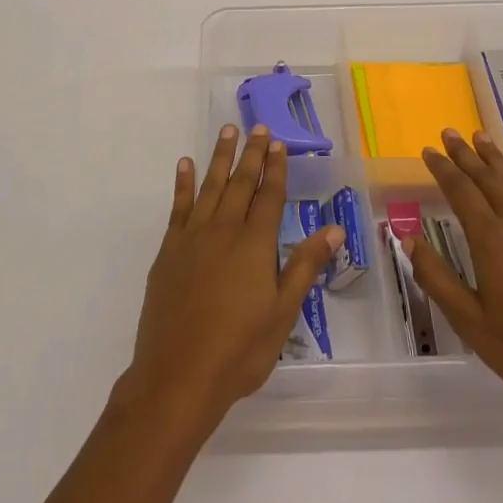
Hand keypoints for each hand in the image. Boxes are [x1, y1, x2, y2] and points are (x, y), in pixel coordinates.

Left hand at [118, 125, 344, 438]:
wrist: (178, 375)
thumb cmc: (240, 349)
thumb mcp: (283, 312)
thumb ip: (305, 265)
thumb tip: (334, 228)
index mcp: (255, 244)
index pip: (269, 196)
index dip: (275, 168)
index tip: (278, 143)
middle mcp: (224, 230)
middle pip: (240, 183)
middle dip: (251, 154)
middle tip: (256, 126)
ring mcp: (192, 238)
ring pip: (210, 187)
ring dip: (219, 157)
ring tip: (226, 131)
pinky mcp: (168, 251)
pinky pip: (178, 207)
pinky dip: (183, 184)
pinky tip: (185, 165)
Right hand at [409, 128, 502, 430]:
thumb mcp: (470, 322)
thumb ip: (437, 278)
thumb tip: (408, 238)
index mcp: (491, 241)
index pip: (461, 192)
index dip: (443, 169)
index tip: (428, 150)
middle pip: (488, 180)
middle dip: (466, 154)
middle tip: (450, 131)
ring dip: (495, 159)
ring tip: (481, 137)